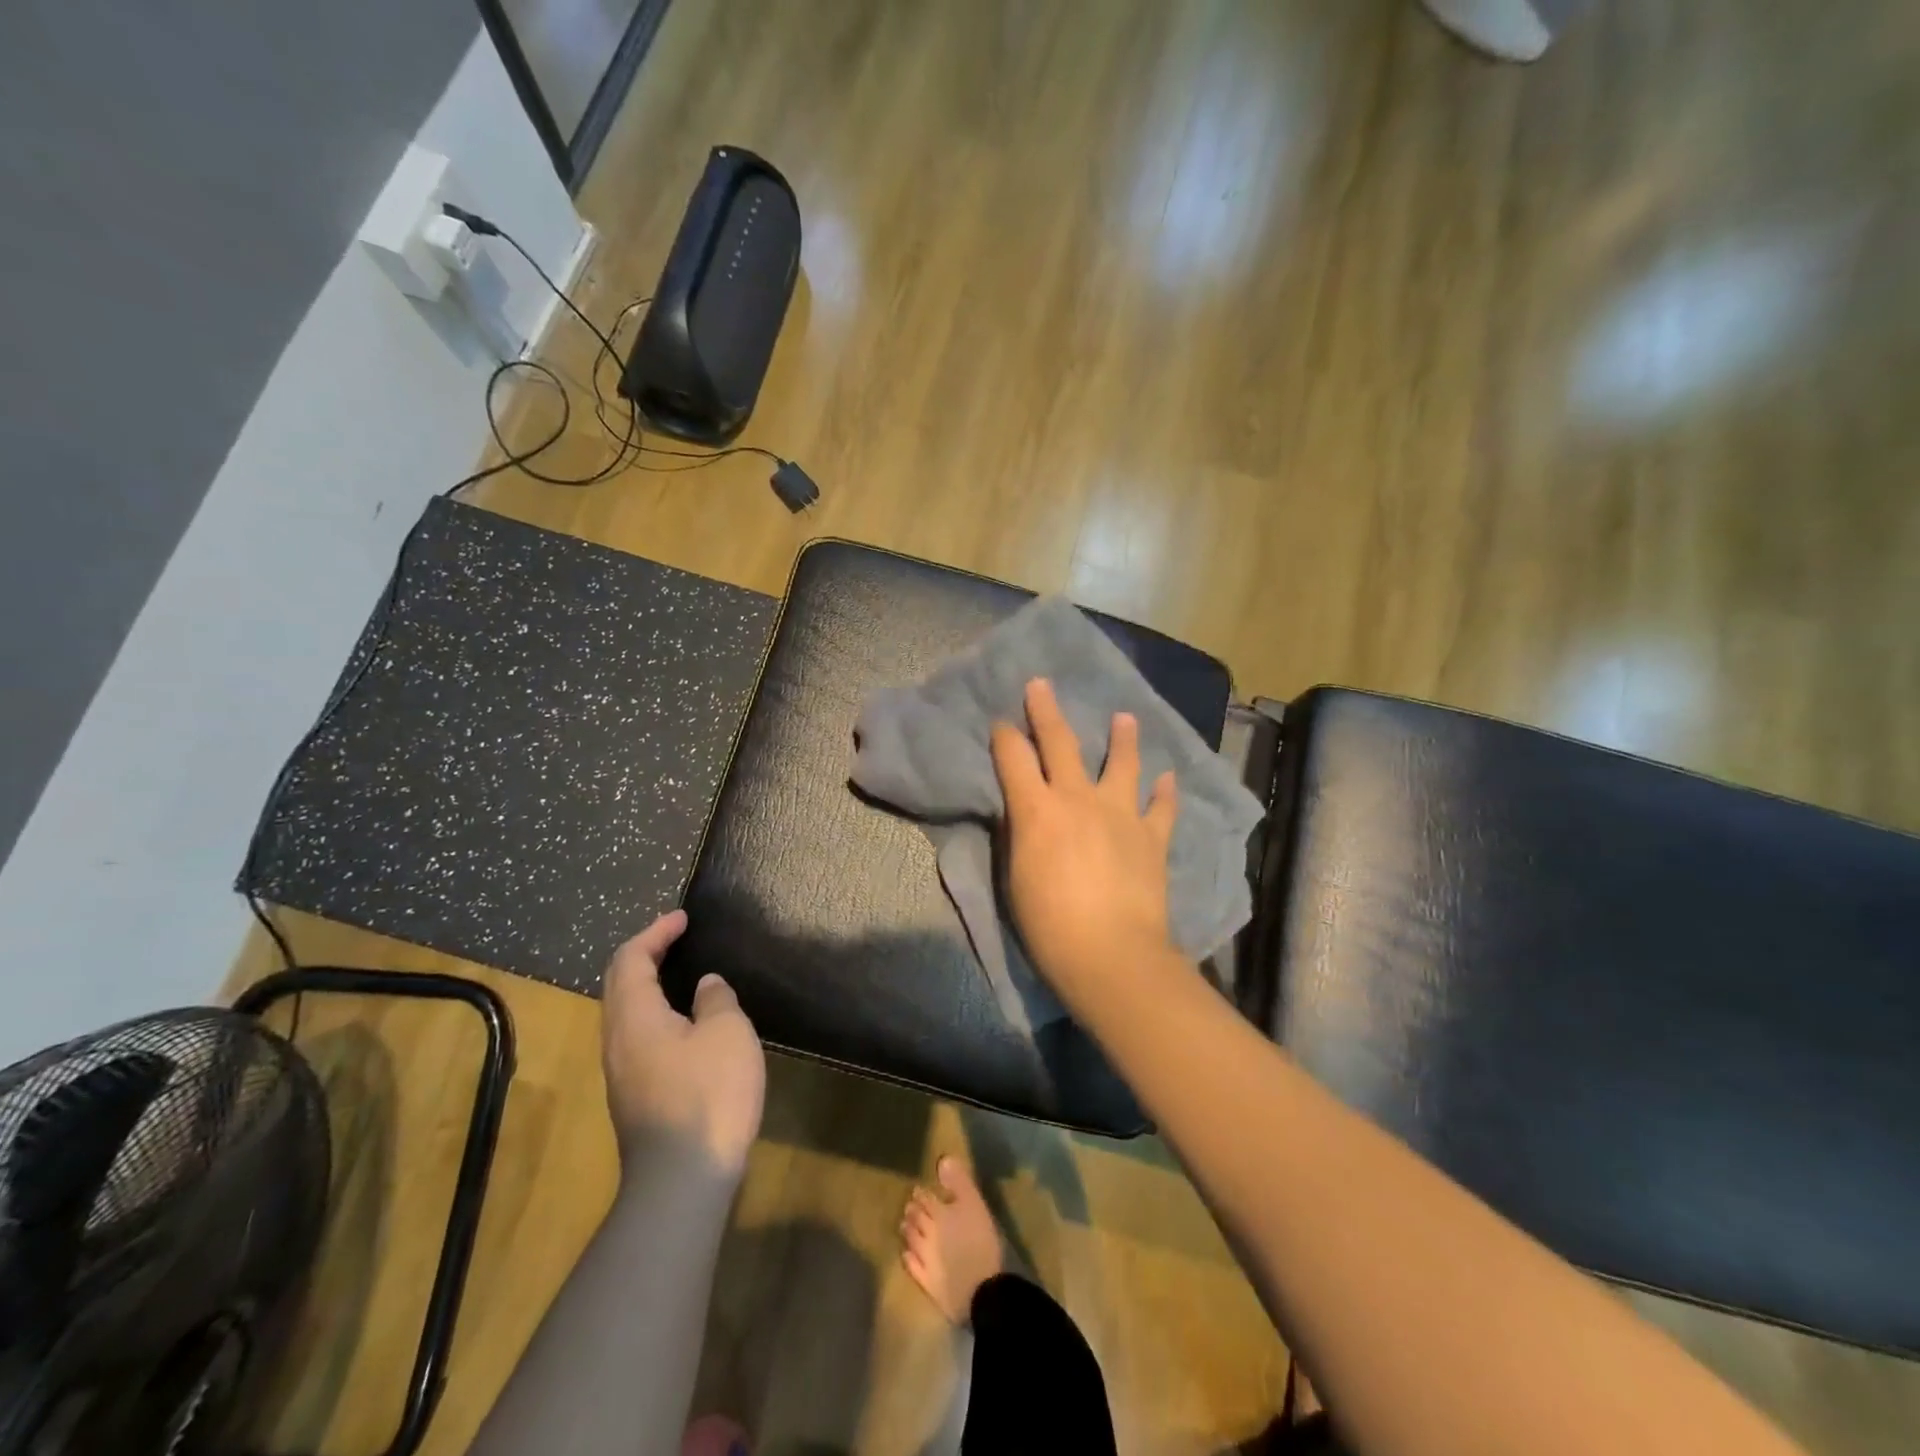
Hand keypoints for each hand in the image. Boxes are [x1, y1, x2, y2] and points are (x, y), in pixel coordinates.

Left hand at [600, 910, 765, 1174]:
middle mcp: (617, 1041)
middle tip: (676, 938)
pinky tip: (686, 1023)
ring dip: (649, 985)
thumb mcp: (726, 1033)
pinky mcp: (635, 1097)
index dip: (655, 932)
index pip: (631, 959)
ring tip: (682, 974)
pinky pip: (638, 1036)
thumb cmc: (708, 1095)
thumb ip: (715, 1000)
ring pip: (626, 1013)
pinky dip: (657, 1012)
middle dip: (645, 954)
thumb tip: (706, 986)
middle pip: (619, 984)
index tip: (682, 918)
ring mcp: (622, 1073)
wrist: (682, 1181)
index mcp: (634, 1017)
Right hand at [989, 678, 1179, 996]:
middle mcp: (1078, 799)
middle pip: (1060, 742)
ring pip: (1121, 764)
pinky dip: (1165, 792)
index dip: (1004, 736)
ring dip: (1123, 738)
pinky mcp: (1151, 838)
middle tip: (1041, 684)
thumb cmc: (1048, 923)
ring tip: (1126, 717)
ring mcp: (1120, 814)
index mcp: (1037, 809)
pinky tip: (1168, 777)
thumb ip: (1020, 834)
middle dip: (1046, 711)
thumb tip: (1023, 812)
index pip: (1013, 758)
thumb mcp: (1015, 875)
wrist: (1110, 953)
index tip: (1000, 723)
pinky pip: (1161, 808)